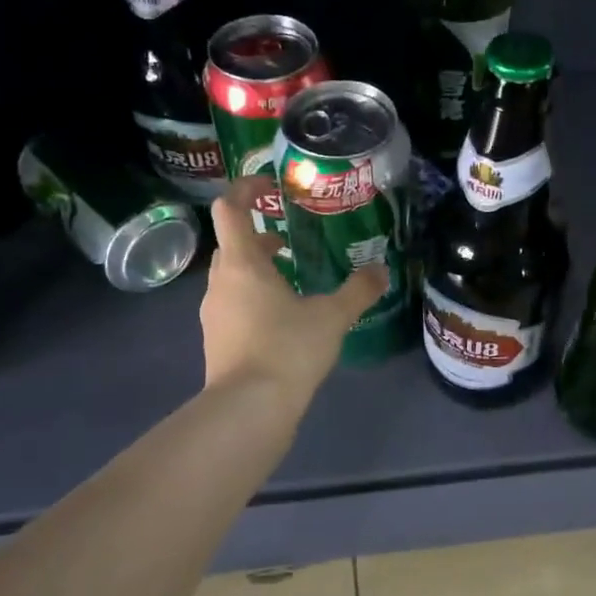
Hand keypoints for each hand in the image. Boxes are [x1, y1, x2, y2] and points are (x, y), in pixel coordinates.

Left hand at [200, 181, 388, 406]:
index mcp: (243, 263)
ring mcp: (213, 313)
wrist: (249, 408)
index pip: (230, 208)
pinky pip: (233, 304)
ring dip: (257, 270)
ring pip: (232, 277)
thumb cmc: (287, 349)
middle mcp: (220, 282)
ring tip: (292, 281)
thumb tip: (382, 270)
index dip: (246, 189)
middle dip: (259, 236)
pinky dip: (253, 299)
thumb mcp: (332, 317)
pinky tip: (282, 320)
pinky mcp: (216, 340)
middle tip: (291, 240)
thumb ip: (358, 291)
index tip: (270, 187)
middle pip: (232, 244)